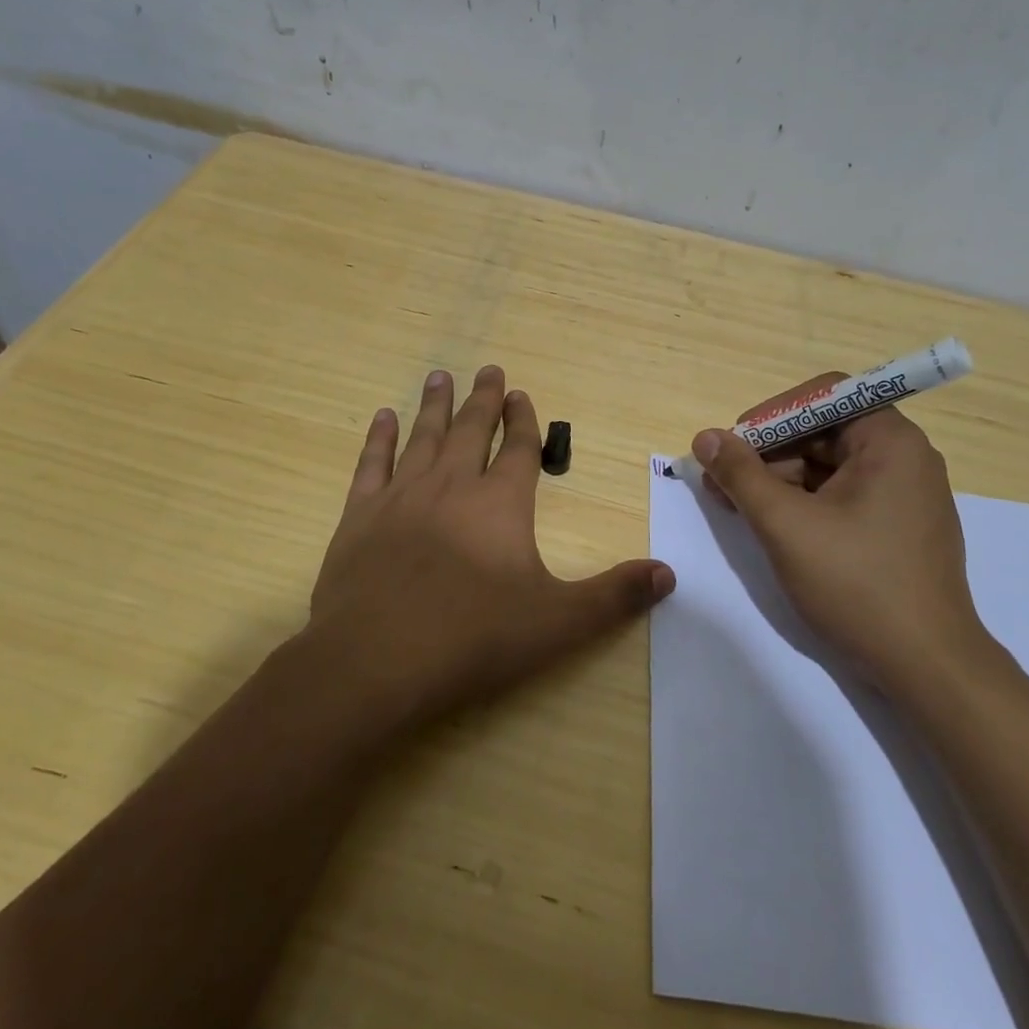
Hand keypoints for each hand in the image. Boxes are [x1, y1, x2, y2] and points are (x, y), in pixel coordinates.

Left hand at [302, 366, 674, 735]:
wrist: (377, 659)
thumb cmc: (473, 638)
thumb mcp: (558, 622)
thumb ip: (615, 596)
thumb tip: (668, 573)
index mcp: (500, 503)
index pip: (518, 448)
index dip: (524, 420)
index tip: (522, 394)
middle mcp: (452, 486)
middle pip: (472, 430)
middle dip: (483, 399)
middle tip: (488, 369)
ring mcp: (402, 496)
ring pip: (423, 436)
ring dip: (435, 405)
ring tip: (442, 375)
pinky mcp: (360, 515)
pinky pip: (372, 463)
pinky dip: (379, 438)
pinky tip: (383, 417)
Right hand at [691, 398, 993, 693]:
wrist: (926, 666)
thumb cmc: (856, 583)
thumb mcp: (785, 524)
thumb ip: (741, 474)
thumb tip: (705, 437)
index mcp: (890, 442)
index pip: (823, 395)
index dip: (772, 414)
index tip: (733, 444)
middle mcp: (905, 458)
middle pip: (824, 431)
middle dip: (769, 452)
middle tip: (723, 482)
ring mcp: (905, 496)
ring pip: (829, 466)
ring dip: (780, 479)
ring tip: (737, 507)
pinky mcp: (899, 528)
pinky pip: (843, 496)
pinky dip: (804, 503)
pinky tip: (772, 525)